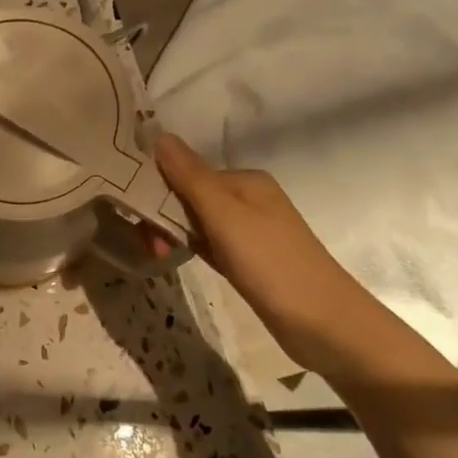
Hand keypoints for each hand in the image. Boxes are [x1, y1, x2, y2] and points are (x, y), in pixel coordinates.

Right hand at [154, 132, 394, 376]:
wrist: (322, 322)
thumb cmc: (270, 262)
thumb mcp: (225, 216)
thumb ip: (190, 177)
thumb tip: (159, 135)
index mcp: (245, 181)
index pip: (187, 172)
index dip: (157, 190)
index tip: (136, 217)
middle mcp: (248, 199)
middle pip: (190, 197)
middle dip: (163, 216)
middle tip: (151, 248)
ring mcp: (250, 231)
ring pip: (197, 223)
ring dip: (173, 235)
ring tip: (160, 258)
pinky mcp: (249, 260)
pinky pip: (209, 244)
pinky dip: (191, 249)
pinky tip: (178, 260)